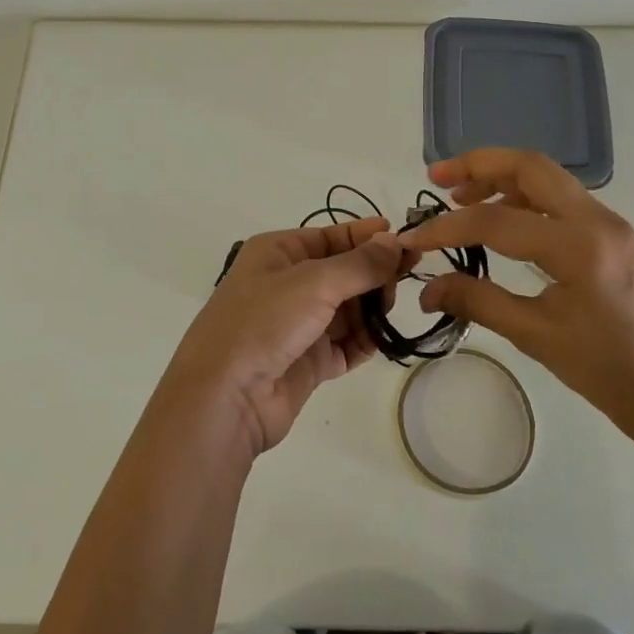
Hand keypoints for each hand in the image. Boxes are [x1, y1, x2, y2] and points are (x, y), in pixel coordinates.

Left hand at [166, 216, 404, 455]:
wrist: (226, 396)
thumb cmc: (263, 322)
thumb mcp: (313, 282)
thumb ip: (360, 263)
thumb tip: (395, 241)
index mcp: (279, 252)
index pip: (332, 236)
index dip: (368, 237)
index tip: (407, 242)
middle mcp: (287, 284)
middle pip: (344, 272)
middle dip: (373, 275)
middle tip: (402, 281)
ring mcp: (298, 324)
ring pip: (349, 308)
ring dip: (372, 309)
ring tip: (388, 313)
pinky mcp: (308, 361)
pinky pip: (346, 344)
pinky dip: (365, 341)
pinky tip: (381, 340)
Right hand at [402, 149, 633, 446]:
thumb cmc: (605, 370)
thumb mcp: (535, 336)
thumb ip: (477, 302)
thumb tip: (426, 288)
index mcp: (579, 248)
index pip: (497, 222)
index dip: (447, 228)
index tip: (414, 238)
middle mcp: (596, 220)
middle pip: (529, 166)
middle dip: (477, 165)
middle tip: (436, 177)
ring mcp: (607, 222)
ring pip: (545, 176)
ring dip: (499, 176)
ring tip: (459, 195)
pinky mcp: (609, 233)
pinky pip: (559, 197)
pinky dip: (521, 195)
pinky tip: (498, 217)